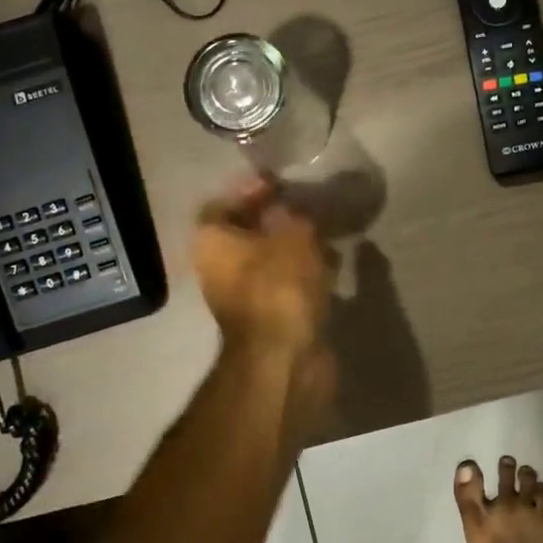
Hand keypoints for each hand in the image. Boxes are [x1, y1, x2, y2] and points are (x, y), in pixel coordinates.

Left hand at [193, 179, 331, 355]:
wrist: (284, 358)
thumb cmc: (280, 286)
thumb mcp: (294, 235)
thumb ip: (294, 216)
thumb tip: (290, 212)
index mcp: (212, 242)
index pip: (222, 204)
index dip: (250, 191)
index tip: (280, 184)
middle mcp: (218, 269)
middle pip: (245, 234)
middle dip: (276, 220)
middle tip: (306, 208)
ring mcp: (241, 298)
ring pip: (267, 261)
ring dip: (294, 247)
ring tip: (325, 235)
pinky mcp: (266, 320)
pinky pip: (283, 285)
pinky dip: (303, 275)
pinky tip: (330, 266)